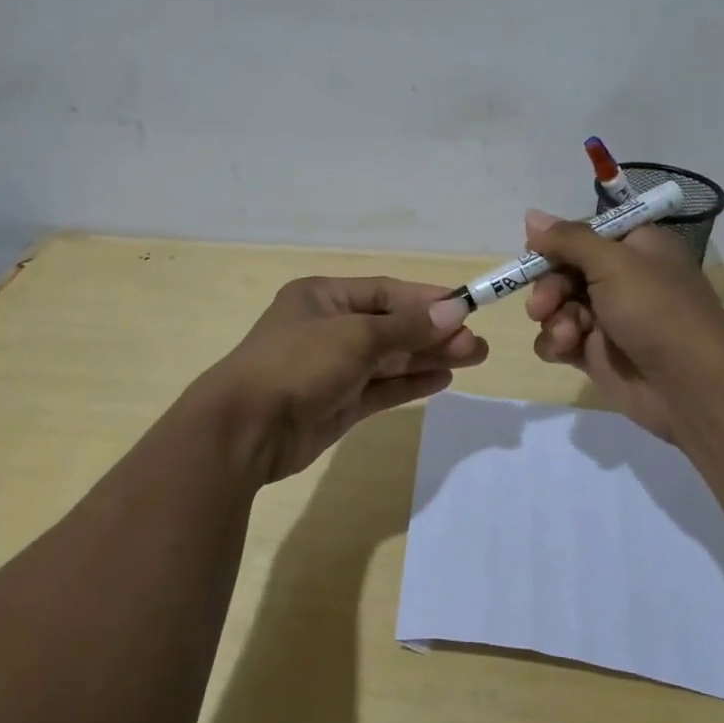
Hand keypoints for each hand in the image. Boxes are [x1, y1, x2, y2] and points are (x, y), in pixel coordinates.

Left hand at [195, 277, 485, 482]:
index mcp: (323, 298)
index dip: (426, 300)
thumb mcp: (356, 337)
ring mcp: (333, 368)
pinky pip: (381, 388)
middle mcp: (329, 328)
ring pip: (390, 358)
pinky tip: (443, 379)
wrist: (246, 429)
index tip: (466, 308)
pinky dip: (410, 383)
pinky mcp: (338, 404)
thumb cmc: (298, 364)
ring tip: (473, 358)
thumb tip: (455, 313)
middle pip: (392, 326)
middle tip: (478, 344)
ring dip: (429, 357)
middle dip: (434, 333)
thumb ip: (407, 327)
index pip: (385, 292)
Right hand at [523, 210, 723, 441]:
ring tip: (567, 334)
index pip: (584, 234)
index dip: (557, 243)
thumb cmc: (656, 311)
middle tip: (543, 304)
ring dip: (553, 317)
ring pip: (556, 306)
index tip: (535, 252)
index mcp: (636, 247)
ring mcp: (607, 318)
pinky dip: (556, 342)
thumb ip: (568, 239)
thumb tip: (531, 215)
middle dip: (548, 286)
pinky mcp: (595, 353)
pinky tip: (566, 350)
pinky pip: (559, 339)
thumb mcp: (613, 263)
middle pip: (563, 270)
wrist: (691, 386)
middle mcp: (622, 278)